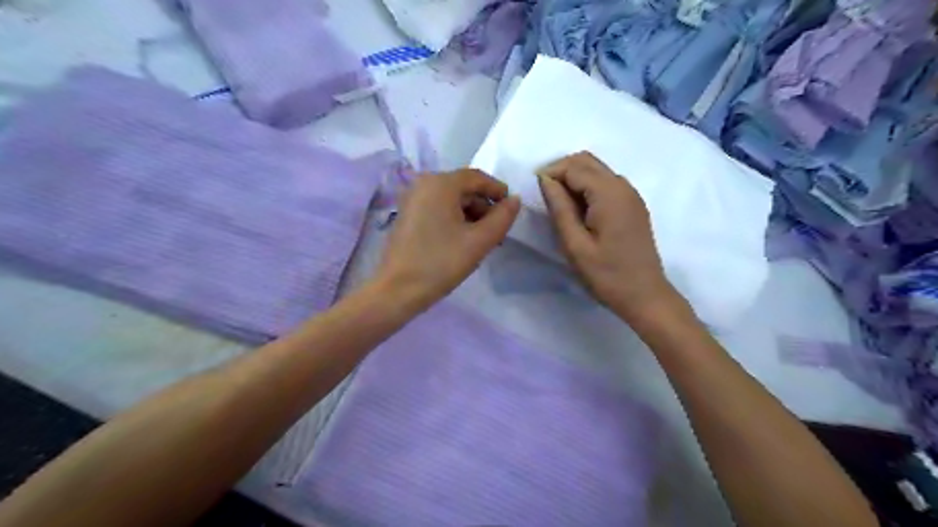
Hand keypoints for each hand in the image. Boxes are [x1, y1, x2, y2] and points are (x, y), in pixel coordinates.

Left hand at [375, 167, 519, 308]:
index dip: (498, 191)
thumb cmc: (441, 263)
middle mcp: (423, 184)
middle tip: (498, 232)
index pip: (477, 178)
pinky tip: (462, 241)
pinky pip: (438, 209)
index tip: (511, 210)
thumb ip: (502, 218)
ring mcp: (412, 199)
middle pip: (464, 188)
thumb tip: (514, 201)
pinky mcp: (407, 215)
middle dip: (484, 207)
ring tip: (482, 240)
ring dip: (471, 215)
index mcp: (440, 183)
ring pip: (451, 200)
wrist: (398, 290)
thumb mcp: (479, 241)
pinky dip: (455, 220)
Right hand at [539, 149, 678, 319]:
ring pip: (597, 170)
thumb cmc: (606, 274)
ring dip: (574, 178)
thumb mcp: (575, 244)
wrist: (645, 296)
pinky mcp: (633, 206)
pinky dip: (587, 187)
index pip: (574, 167)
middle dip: (561, 170)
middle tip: (543, 194)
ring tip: (558, 203)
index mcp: (609, 194)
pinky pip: (606, 183)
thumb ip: (560, 208)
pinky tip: (578, 209)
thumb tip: (545, 179)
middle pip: (587, 161)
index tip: (532, 189)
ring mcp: (631, 195)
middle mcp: (623, 186)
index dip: (550, 172)